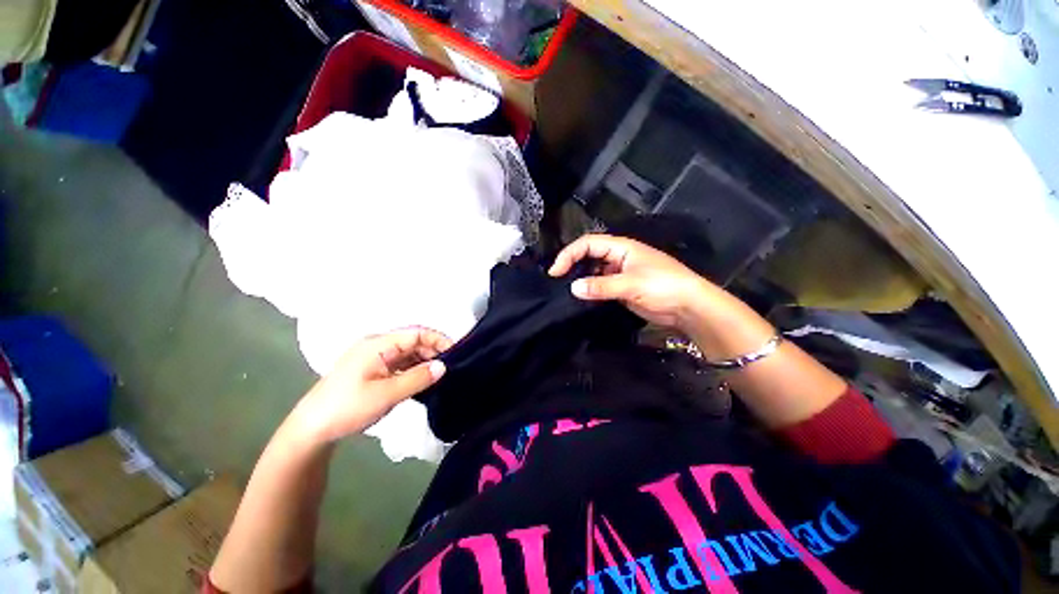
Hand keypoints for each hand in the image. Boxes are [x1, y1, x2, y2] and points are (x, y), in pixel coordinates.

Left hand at [294, 327, 452, 443]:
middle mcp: (376, 346)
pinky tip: (422, 381)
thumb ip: (418, 378)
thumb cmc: (347, 408)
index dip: (438, 340)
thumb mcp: (386, 394)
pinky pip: (398, 364)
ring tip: (439, 376)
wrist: (311, 430)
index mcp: (378, 344)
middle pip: (412, 342)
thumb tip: (443, 366)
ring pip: (406, 354)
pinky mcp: (371, 370)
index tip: (456, 353)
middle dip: (432, 352)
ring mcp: (373, 358)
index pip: (416, 333)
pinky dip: (412, 370)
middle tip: (449, 368)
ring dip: (423, 362)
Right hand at [549, 234, 707, 327]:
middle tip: (557, 281)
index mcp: (621, 247)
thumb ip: (601, 286)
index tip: (556, 271)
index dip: (569, 254)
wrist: (688, 307)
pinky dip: (590, 290)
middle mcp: (618, 257)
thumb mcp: (631, 283)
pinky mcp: (622, 288)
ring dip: (580, 278)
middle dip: (571, 264)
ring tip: (566, 291)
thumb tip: (573, 288)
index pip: (588, 243)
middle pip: (588, 255)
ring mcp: (620, 273)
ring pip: (593, 271)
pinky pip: (600, 286)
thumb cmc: (664, 285)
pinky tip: (582, 299)